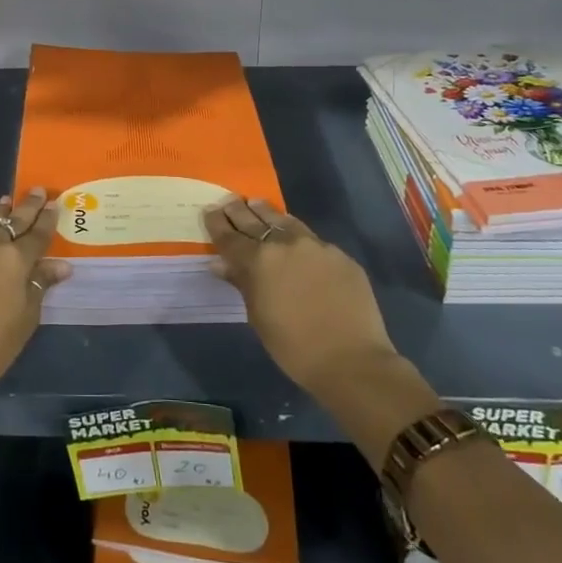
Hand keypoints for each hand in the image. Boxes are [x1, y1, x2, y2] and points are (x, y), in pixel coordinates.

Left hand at [0, 188, 70, 396]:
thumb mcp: (27, 316)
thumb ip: (40, 284)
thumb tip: (60, 266)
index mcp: (14, 258)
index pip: (37, 233)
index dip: (48, 219)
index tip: (55, 203)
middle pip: (11, 220)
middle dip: (26, 206)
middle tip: (36, 190)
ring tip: (5, 202)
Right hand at [203, 197, 409, 397]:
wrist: (351, 360)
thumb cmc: (294, 347)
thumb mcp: (258, 317)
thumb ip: (242, 283)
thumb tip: (221, 264)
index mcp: (259, 260)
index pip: (230, 236)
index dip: (217, 223)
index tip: (209, 210)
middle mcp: (285, 244)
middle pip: (256, 221)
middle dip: (239, 211)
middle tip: (230, 201)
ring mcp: (316, 246)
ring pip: (286, 222)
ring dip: (268, 213)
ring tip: (257, 205)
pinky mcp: (340, 255)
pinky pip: (313, 240)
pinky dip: (298, 237)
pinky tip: (296, 243)